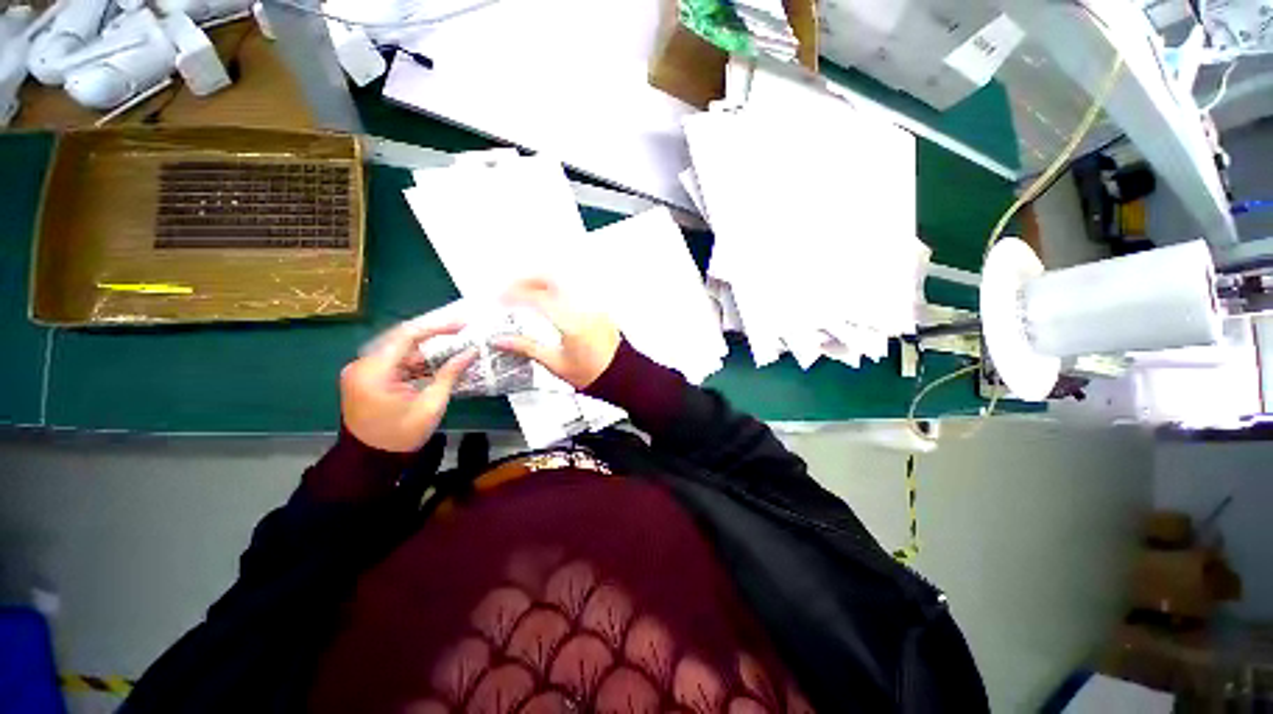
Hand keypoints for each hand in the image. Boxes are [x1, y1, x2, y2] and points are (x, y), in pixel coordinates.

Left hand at [340, 322, 476, 451]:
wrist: (370, 461)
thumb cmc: (402, 435)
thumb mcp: (431, 404)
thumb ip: (450, 374)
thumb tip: (471, 351)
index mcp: (373, 372)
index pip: (406, 336)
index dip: (437, 327)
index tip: (462, 325)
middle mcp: (361, 365)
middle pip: (401, 339)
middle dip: (433, 336)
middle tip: (461, 331)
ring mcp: (361, 371)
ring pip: (399, 349)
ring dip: (426, 349)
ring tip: (454, 346)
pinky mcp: (365, 377)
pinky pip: (394, 361)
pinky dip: (415, 361)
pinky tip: (436, 362)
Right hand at [496, 278, 620, 388]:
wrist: (620, 375)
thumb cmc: (592, 373)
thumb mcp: (555, 364)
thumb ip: (526, 348)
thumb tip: (501, 341)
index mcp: (571, 323)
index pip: (537, 298)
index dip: (514, 295)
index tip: (501, 299)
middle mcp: (583, 308)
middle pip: (552, 278)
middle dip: (528, 280)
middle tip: (512, 290)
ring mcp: (593, 305)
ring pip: (564, 280)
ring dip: (543, 282)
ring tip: (528, 293)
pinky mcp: (599, 306)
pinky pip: (575, 288)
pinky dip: (558, 288)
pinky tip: (550, 298)